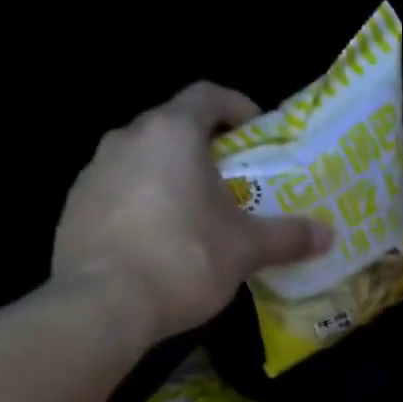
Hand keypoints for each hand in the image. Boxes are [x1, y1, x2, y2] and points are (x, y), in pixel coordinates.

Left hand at [53, 84, 330, 341]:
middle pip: (172, 127)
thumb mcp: (245, 249)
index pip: (208, 96)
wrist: (102, 305)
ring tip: (194, 213)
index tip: (256, 131)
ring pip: (141, 160)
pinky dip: (141, 203)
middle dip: (204, 147)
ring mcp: (93, 172)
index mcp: (171, 133)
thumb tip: (329, 235)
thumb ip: (287, 236)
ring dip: (169, 176)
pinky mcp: (73, 207)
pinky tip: (156, 241)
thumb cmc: (182, 260)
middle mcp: (127, 139)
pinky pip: (117, 192)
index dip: (237, 106)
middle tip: (231, 180)